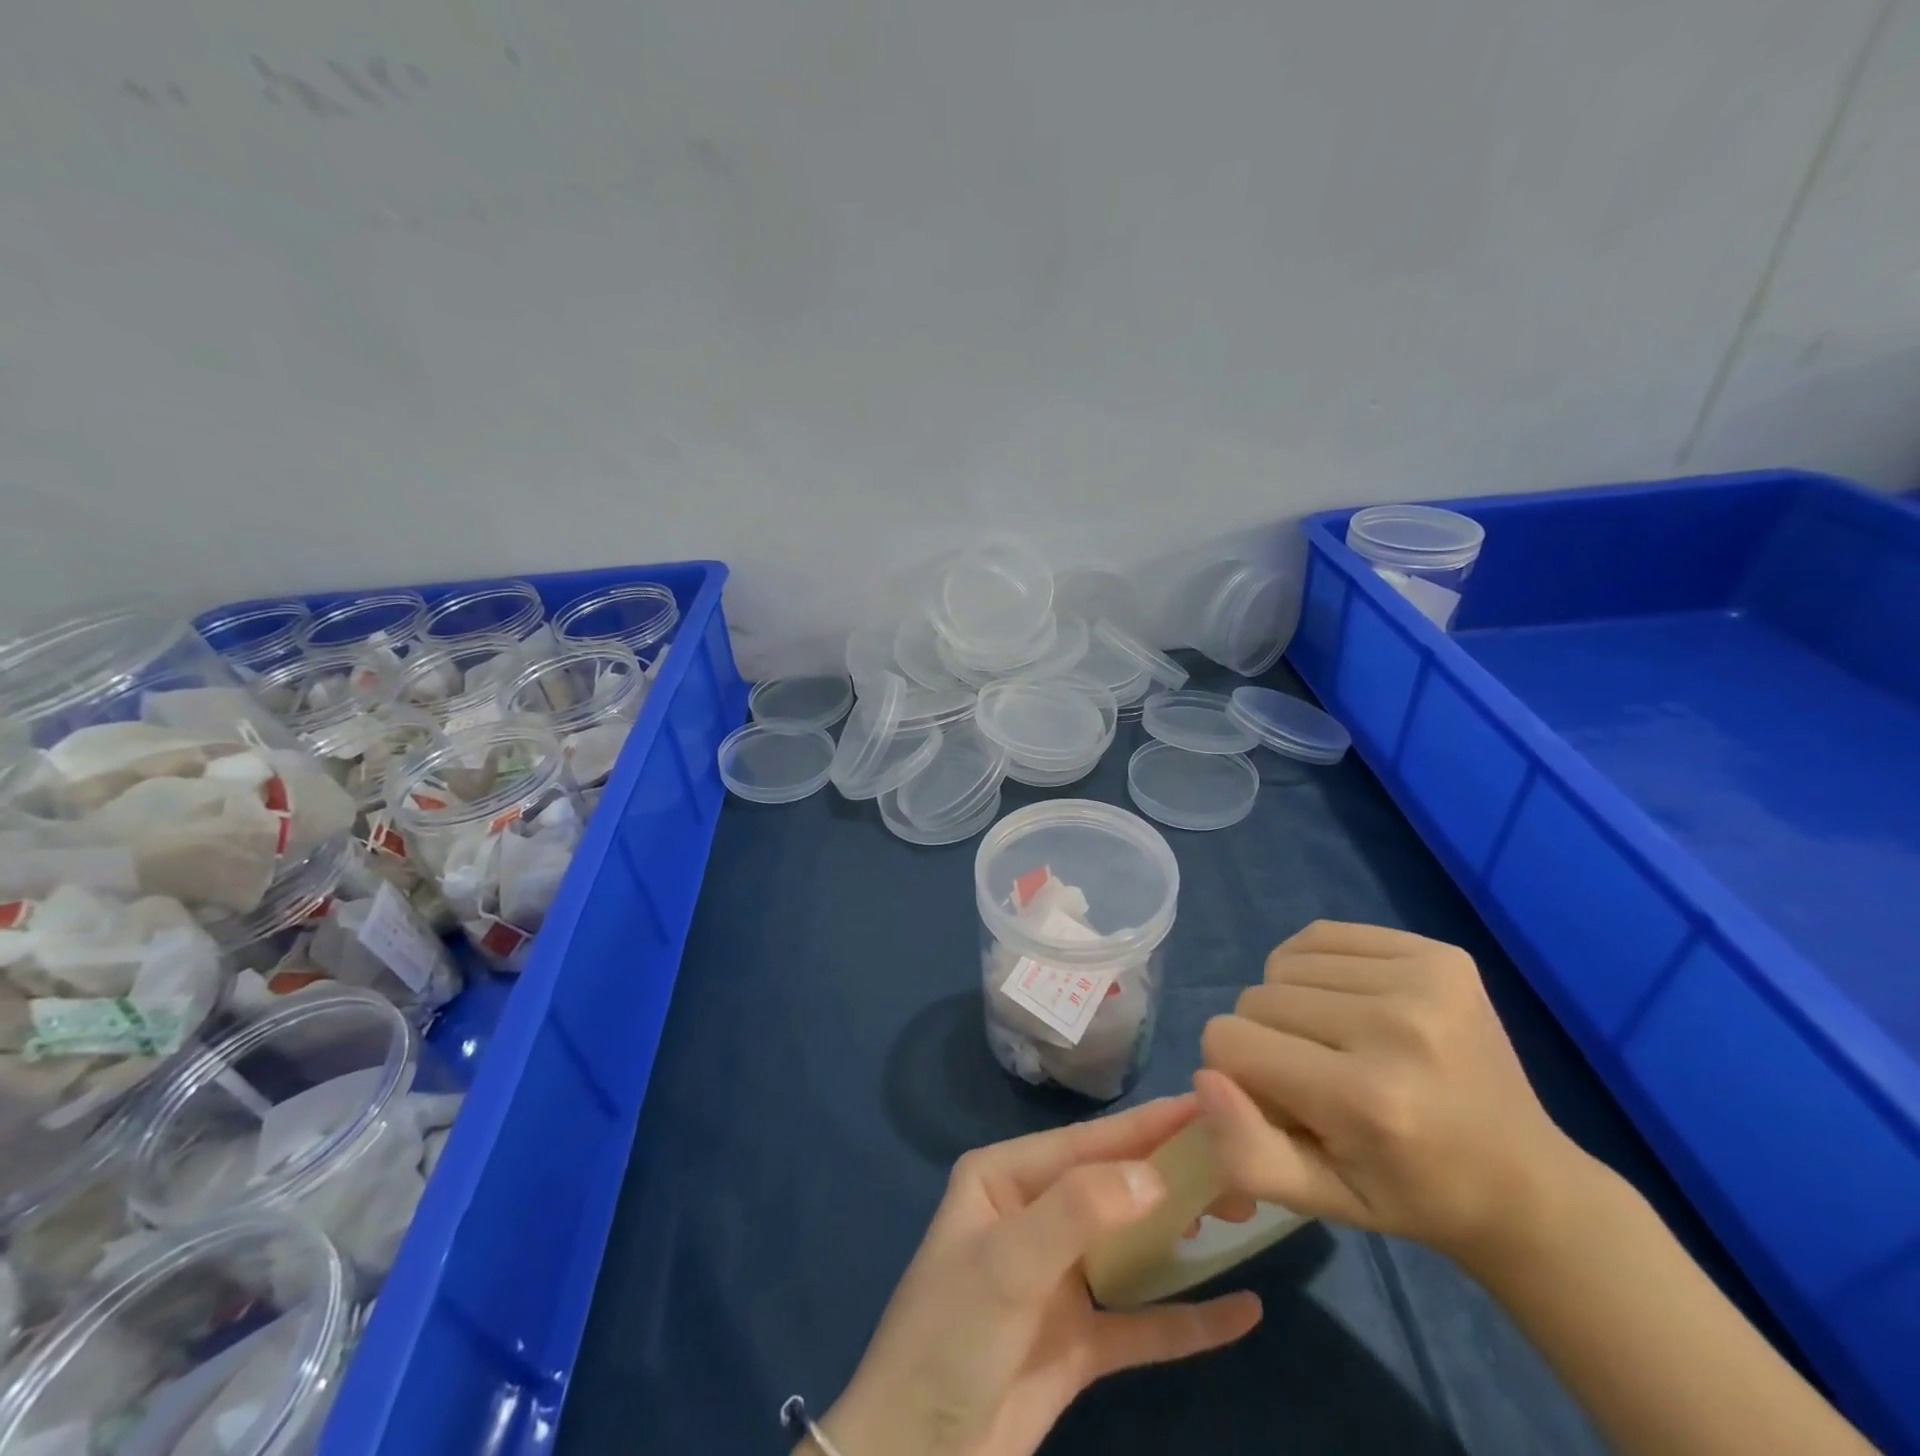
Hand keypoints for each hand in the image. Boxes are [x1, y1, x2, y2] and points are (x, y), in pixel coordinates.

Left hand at [819, 1096, 1261, 1455]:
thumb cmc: (951, 1335)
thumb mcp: (1007, 1262)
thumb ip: (1077, 1211)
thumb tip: (1154, 1174)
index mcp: (1005, 1177)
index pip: (1086, 1142)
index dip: (1147, 1124)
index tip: (1209, 1105)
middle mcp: (1034, 1214)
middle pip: (1114, 1185)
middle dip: (1172, 1173)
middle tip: (1241, 1165)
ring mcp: (1058, 1277)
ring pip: (1132, 1243)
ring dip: (1182, 1231)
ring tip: (1244, 1212)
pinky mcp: (1079, 1340)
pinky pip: (1143, 1322)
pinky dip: (1189, 1318)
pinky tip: (1241, 1311)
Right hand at [1197, 920, 1579, 1267]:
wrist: (1526, 1181)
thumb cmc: (1409, 1194)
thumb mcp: (1320, 1200)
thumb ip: (1246, 1151)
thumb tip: (1203, 1077)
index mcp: (1366, 1099)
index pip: (1228, 1040)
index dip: (1236, 1070)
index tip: (1278, 1100)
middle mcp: (1396, 1026)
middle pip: (1255, 998)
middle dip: (1264, 1037)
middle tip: (1315, 1077)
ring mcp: (1423, 979)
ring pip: (1282, 964)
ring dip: (1291, 1002)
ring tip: (1337, 1041)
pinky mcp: (1438, 952)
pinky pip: (1320, 935)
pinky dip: (1316, 967)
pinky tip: (1351, 1004)